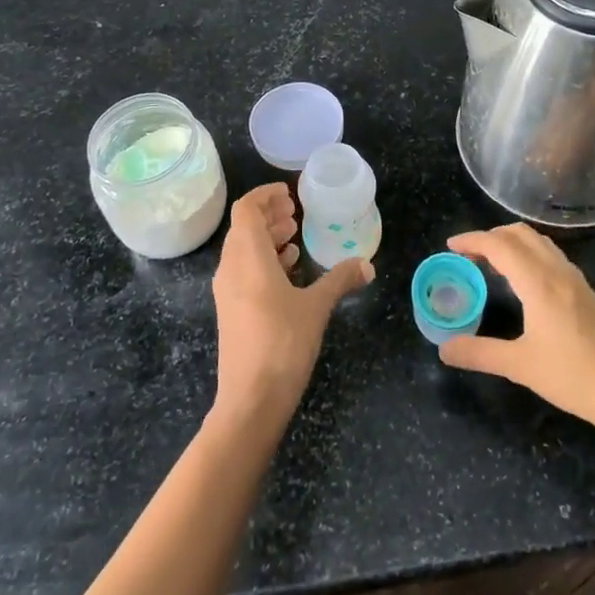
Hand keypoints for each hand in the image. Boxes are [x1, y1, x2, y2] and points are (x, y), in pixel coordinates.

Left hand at [211, 183, 370, 425]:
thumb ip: (340, 280)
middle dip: (269, 216)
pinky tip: (288, 271)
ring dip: (267, 238)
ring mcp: (227, 292)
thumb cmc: (283, 343)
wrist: (250, 401)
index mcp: (247, 257)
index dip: (265, 195)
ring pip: (243, 251)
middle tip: (296, 213)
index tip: (289, 193)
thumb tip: (367, 265)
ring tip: (295, 238)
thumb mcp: (317, 307)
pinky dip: (264, 261)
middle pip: (244, 228)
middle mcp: (230, 268)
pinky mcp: (230, 312)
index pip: (246, 210)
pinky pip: (244, 272)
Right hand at [439, 224, 594, 435]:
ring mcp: (574, 278)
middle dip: (490, 236)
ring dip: (511, 242)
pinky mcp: (584, 291)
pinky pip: (549, 255)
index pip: (500, 245)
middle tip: (467, 255)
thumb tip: (444, 349)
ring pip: (538, 242)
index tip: (450, 247)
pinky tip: (521, 281)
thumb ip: (480, 353)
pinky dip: (527, 253)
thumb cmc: (574, 377)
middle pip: (519, 233)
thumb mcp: (520, 367)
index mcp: (538, 281)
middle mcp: (557, 270)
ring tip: (489, 264)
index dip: (472, 240)